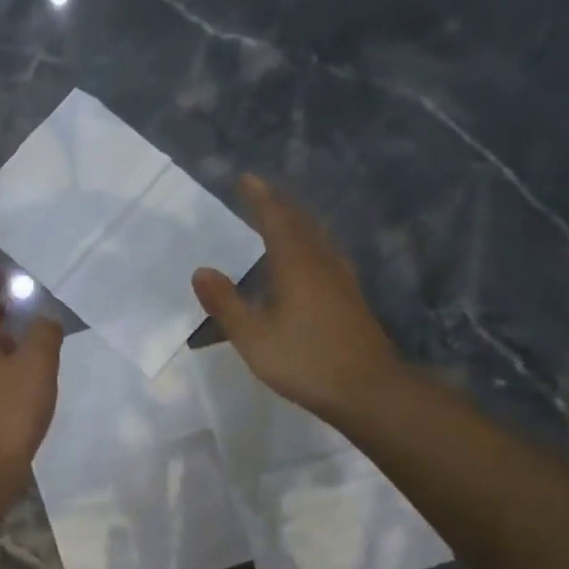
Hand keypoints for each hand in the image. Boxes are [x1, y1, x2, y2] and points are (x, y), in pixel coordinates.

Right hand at [192, 175, 404, 421]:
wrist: (367, 389)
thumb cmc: (305, 361)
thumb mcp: (253, 336)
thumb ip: (226, 303)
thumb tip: (201, 270)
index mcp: (297, 264)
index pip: (276, 218)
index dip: (260, 197)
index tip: (245, 179)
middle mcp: (322, 262)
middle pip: (301, 222)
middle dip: (279, 204)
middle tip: (259, 193)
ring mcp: (341, 279)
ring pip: (317, 238)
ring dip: (297, 223)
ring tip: (280, 220)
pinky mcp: (350, 298)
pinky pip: (325, 255)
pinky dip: (308, 245)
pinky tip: (306, 262)